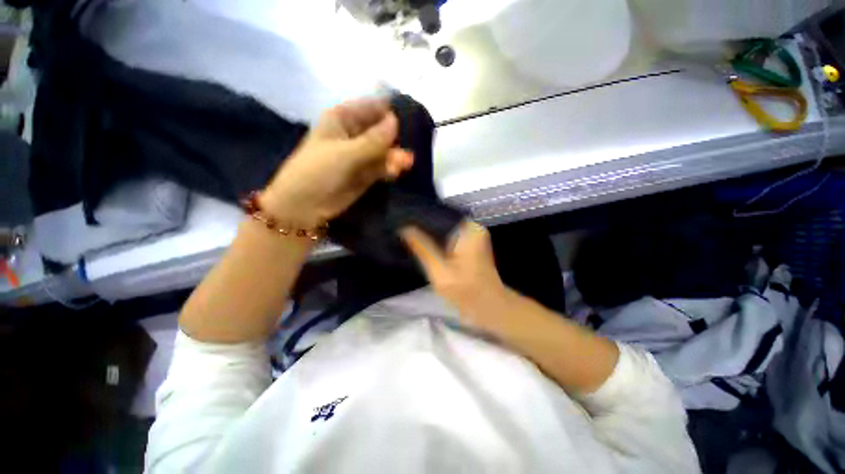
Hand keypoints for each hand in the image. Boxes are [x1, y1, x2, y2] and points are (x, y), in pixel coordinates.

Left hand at [262, 98, 413, 228]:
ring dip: (395, 156)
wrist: (305, 206)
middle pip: (381, 129)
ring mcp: (360, 155)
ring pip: (384, 150)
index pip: (372, 107)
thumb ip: (373, 140)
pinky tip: (397, 172)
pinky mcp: (365, 174)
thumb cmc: (318, 172)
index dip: (390, 111)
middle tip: (409, 146)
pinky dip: (390, 169)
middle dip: (395, 138)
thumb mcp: (345, 153)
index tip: (410, 118)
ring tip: (407, 162)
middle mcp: (353, 134)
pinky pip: (382, 167)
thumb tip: (396, 121)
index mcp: (342, 119)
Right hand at [401, 221, 512, 330]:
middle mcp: (472, 227)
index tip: (402, 220)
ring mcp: (473, 235)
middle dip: (424, 226)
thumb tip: (404, 228)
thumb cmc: (466, 291)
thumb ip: (422, 248)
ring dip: (430, 234)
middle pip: (442, 221)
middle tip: (402, 229)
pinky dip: (437, 241)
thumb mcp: (439, 271)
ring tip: (408, 234)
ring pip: (444, 230)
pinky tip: (422, 244)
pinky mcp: (470, 244)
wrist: (489, 307)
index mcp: (468, 229)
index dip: (420, 217)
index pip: (439, 214)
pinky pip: (449, 237)